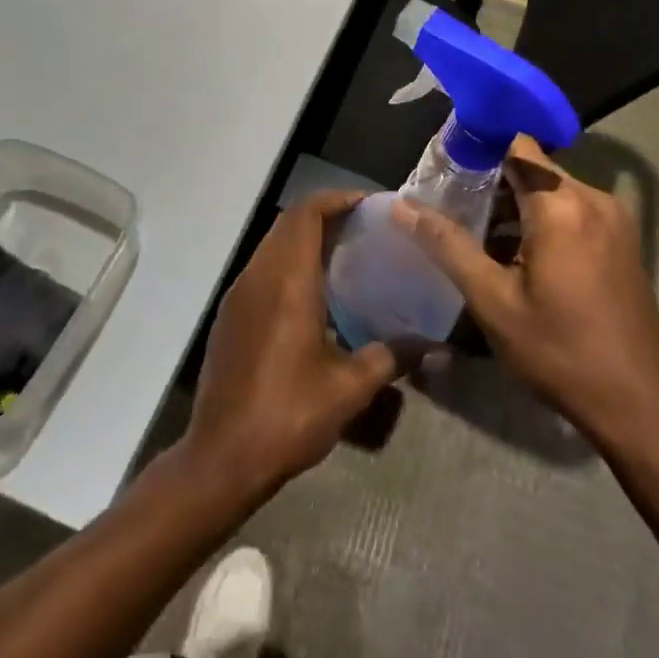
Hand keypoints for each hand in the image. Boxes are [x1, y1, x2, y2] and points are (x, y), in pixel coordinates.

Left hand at [181, 191, 411, 498]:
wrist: (221, 458)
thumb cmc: (288, 414)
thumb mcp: (350, 388)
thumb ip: (393, 357)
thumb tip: (437, 348)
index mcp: (287, 281)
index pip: (307, 213)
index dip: (337, 199)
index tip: (370, 206)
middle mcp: (258, 276)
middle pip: (289, 223)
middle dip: (326, 216)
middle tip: (364, 229)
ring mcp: (238, 296)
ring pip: (272, 245)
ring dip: (305, 239)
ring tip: (344, 257)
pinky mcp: (229, 317)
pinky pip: (262, 270)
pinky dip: (288, 264)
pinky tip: (313, 296)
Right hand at [392, 136, 658, 450]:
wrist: (638, 405)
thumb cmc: (559, 351)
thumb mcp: (493, 301)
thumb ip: (447, 246)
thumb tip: (402, 208)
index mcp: (562, 205)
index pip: (516, 144)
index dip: (479, 149)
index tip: (445, 168)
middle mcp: (594, 199)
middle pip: (534, 168)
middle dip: (492, 182)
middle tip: (451, 206)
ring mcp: (615, 220)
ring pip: (554, 192)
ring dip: (517, 206)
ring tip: (476, 234)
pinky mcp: (623, 242)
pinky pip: (574, 213)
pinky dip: (544, 222)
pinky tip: (517, 256)